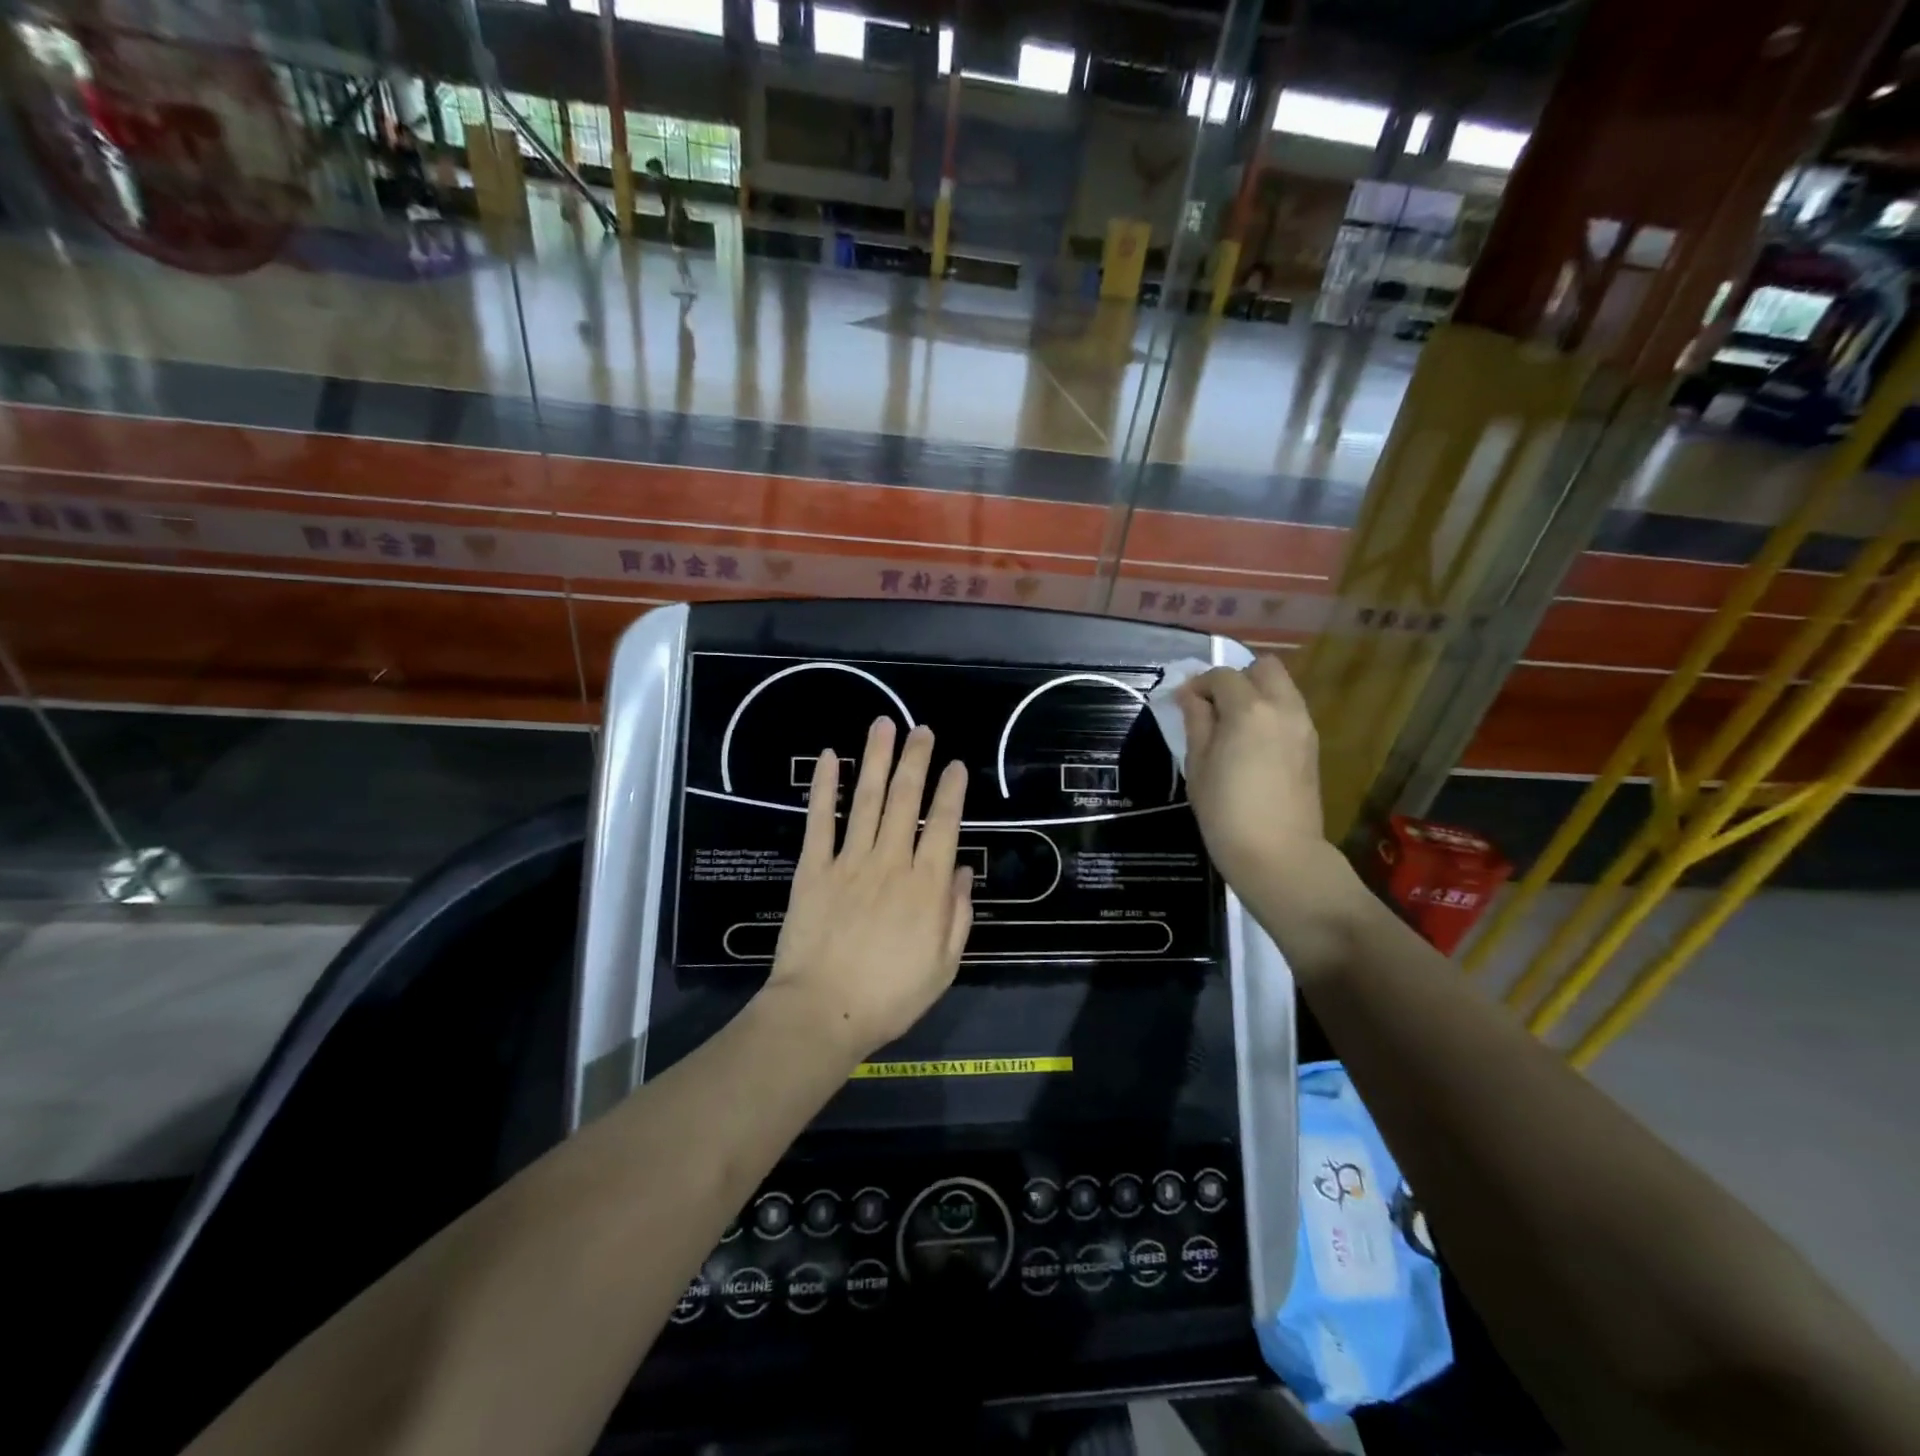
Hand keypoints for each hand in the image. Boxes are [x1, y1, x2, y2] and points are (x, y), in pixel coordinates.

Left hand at [763, 717, 973, 1060]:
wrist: (823, 1012)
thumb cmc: (890, 996)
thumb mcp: (943, 966)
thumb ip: (957, 915)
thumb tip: (962, 872)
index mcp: (926, 887)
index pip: (945, 825)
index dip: (951, 791)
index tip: (955, 764)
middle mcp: (891, 862)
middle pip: (907, 801)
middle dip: (916, 760)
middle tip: (922, 730)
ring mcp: (850, 862)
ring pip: (868, 800)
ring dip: (877, 760)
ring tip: (884, 725)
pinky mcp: (814, 868)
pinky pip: (821, 821)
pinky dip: (826, 788)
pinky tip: (830, 759)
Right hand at [1177, 656, 1329, 888]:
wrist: (1277, 854)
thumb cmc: (1225, 811)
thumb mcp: (1197, 764)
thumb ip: (1196, 721)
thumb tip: (1190, 696)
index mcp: (1249, 709)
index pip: (1222, 675)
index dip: (1198, 684)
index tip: (1183, 703)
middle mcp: (1282, 707)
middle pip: (1264, 667)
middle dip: (1236, 677)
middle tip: (1214, 706)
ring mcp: (1303, 725)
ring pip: (1282, 686)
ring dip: (1256, 693)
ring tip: (1231, 725)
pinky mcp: (1311, 745)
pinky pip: (1290, 710)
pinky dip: (1270, 712)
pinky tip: (1251, 742)